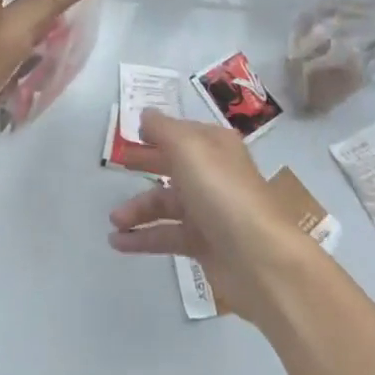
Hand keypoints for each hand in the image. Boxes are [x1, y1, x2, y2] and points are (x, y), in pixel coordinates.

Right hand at [106, 110, 320, 323]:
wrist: (260, 260)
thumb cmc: (222, 193)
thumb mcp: (188, 148)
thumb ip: (163, 129)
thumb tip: (146, 115)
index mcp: (215, 146)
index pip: (182, 132)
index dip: (157, 131)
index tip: (131, 133)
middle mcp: (214, 174)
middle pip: (173, 164)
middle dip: (145, 163)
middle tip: (116, 164)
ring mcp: (210, 211)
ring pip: (166, 203)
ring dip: (138, 209)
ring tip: (114, 219)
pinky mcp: (205, 245)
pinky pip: (167, 235)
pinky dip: (143, 237)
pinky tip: (118, 242)